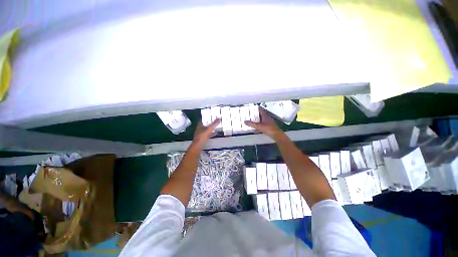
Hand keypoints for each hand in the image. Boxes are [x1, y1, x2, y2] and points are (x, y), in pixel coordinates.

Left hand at [192, 118, 220, 147]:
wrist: (197, 147)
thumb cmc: (202, 137)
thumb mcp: (209, 129)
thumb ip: (214, 124)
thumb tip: (219, 118)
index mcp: (199, 126)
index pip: (203, 121)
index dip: (207, 119)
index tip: (211, 118)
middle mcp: (199, 130)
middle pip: (204, 126)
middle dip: (209, 125)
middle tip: (214, 123)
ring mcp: (200, 135)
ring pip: (205, 131)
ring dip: (209, 130)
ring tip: (215, 129)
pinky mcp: (201, 140)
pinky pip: (206, 135)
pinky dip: (210, 134)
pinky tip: (213, 135)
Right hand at [245, 108, 282, 138]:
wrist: (276, 135)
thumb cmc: (269, 128)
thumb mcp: (259, 126)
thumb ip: (252, 124)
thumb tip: (245, 121)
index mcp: (265, 115)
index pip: (260, 109)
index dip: (256, 108)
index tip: (251, 108)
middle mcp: (266, 118)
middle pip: (260, 114)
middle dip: (255, 114)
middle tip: (249, 114)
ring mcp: (268, 122)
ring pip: (261, 119)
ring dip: (256, 120)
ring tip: (251, 120)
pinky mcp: (268, 127)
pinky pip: (261, 124)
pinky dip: (258, 125)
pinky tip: (254, 128)